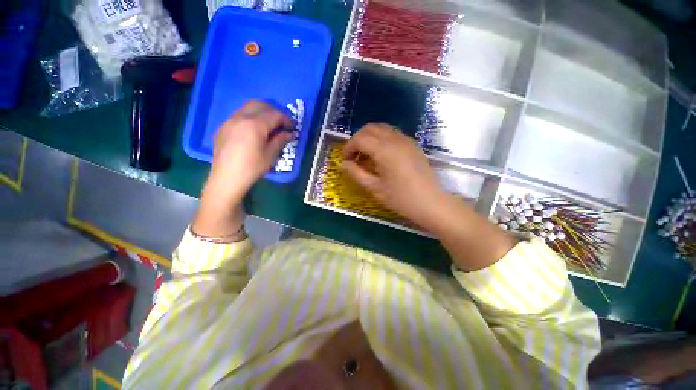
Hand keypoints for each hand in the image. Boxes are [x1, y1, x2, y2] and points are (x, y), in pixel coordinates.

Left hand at [192, 100, 292, 237]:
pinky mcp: (223, 127)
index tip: (292, 127)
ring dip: (261, 113)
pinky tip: (254, 131)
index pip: (274, 114)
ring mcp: (229, 121)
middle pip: (260, 105)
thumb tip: (289, 133)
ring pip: (248, 108)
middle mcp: (240, 117)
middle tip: (281, 123)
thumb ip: (280, 140)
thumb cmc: (252, 168)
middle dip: (273, 111)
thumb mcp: (270, 155)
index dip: (286, 119)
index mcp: (254, 125)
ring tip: (269, 126)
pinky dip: (251, 117)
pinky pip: (239, 115)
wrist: (227, 179)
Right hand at [343, 123, 515, 270]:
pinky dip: (381, 140)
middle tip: (354, 157)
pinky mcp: (413, 145)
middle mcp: (395, 139)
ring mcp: (406, 140)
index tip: (345, 161)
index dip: (348, 148)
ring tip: (366, 157)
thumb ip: (356, 173)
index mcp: (384, 149)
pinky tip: (381, 156)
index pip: (360, 138)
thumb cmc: (400, 198)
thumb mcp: (374, 188)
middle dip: (357, 140)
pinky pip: (393, 134)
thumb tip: (342, 164)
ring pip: (382, 129)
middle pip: (370, 128)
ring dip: (369, 138)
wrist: (431, 203)